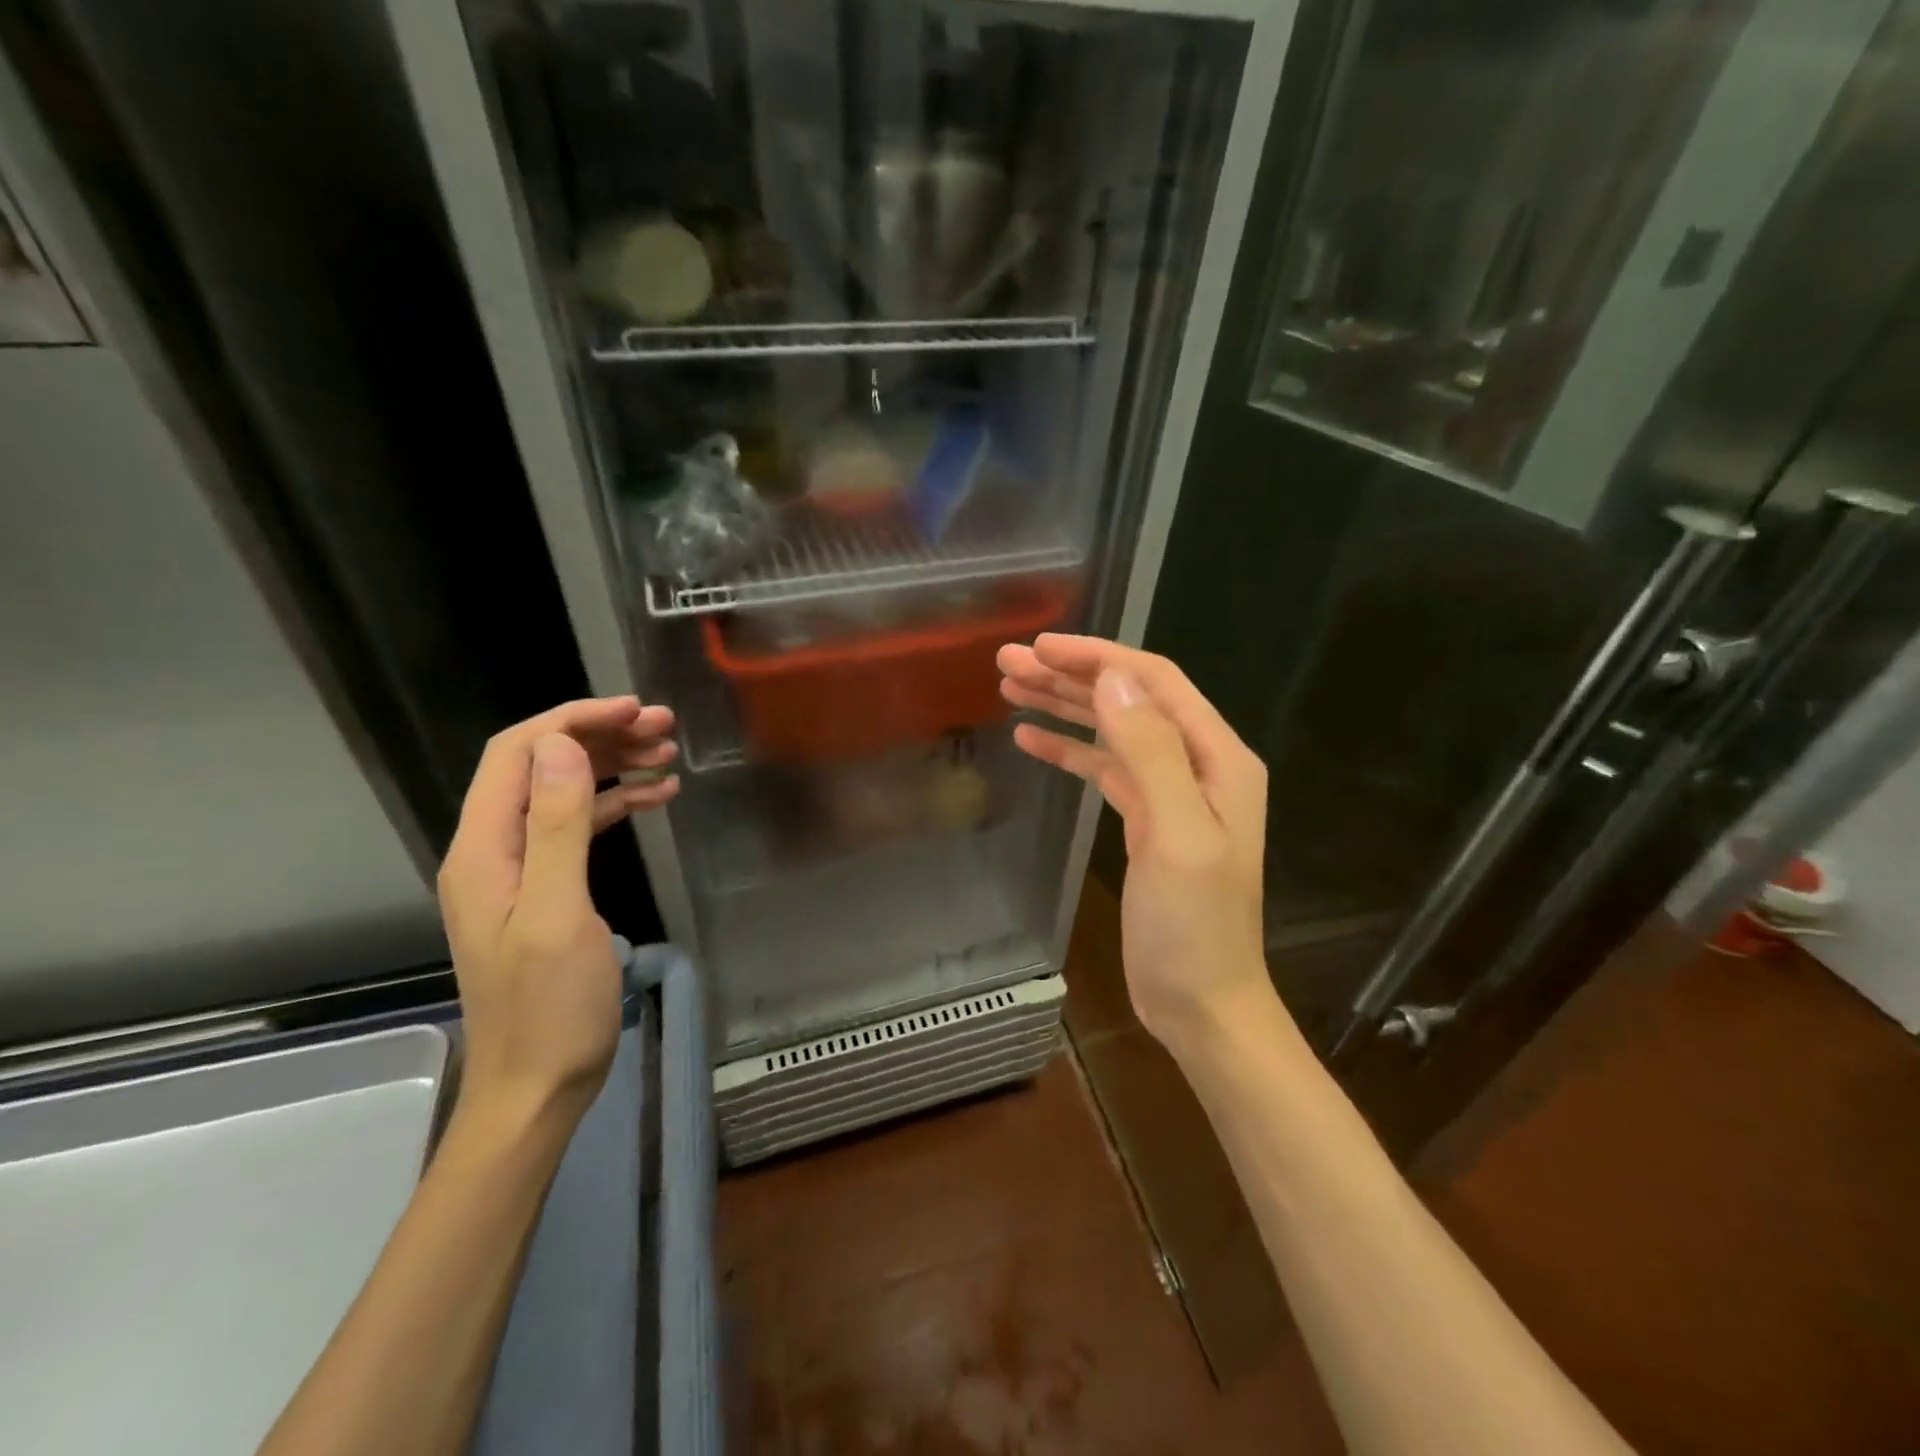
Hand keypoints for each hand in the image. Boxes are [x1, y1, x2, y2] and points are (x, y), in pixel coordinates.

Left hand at [437, 697, 678, 1124]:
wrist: (538, 1085)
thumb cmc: (550, 1006)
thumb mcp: (558, 912)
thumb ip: (555, 825)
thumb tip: (562, 745)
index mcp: (484, 849)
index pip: (516, 753)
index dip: (572, 720)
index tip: (634, 709)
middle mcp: (494, 850)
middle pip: (542, 766)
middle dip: (601, 736)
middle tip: (665, 727)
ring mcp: (520, 871)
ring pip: (564, 792)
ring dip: (613, 766)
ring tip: (669, 754)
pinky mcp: (547, 891)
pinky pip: (579, 828)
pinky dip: (617, 805)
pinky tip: (658, 798)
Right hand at [998, 635, 1275, 1051]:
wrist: (1202, 1002)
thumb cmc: (1194, 927)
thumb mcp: (1177, 836)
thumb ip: (1151, 753)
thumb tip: (1112, 680)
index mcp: (1216, 757)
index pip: (1152, 683)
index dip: (1097, 657)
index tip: (1040, 646)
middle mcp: (1195, 764)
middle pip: (1127, 700)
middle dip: (1070, 676)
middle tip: (1008, 662)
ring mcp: (1170, 792)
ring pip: (1111, 731)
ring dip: (1064, 706)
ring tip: (1009, 688)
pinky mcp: (1145, 820)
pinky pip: (1104, 769)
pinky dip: (1068, 750)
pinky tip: (1030, 739)